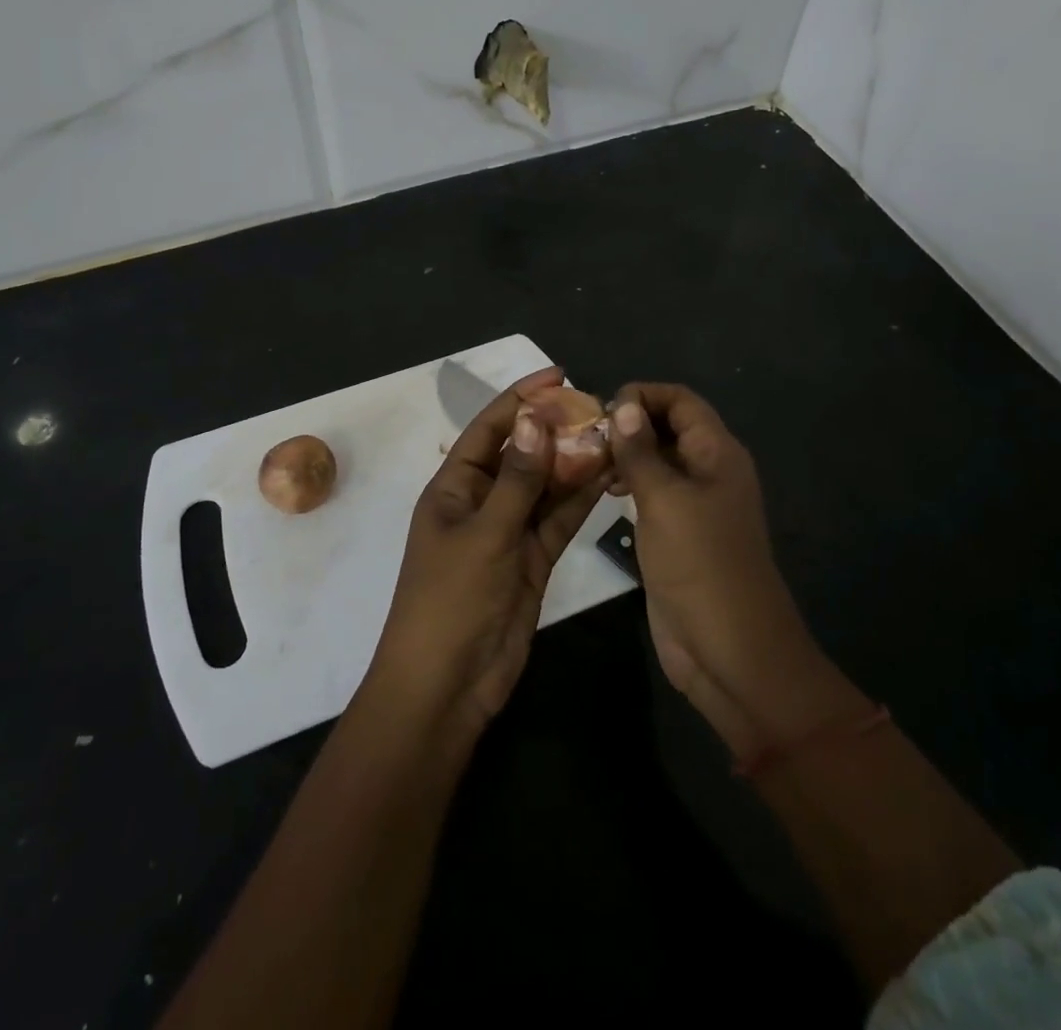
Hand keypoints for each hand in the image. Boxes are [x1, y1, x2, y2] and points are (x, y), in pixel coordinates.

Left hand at [369, 366, 608, 738]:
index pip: (490, 429)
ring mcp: (509, 532)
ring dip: (575, 462)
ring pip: (546, 486)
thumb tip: (537, 419)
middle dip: (556, 430)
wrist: (448, 686)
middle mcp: (482, 501)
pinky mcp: (532, 559)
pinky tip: (608, 475)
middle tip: (600, 408)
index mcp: (454, 487)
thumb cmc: (451, 601)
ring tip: (613, 435)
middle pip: (523, 454)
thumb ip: (517, 479)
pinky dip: (580, 499)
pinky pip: (558, 519)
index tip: (559, 375)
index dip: (522, 399)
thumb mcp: (484, 535)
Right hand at [607, 383, 844, 758]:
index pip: (681, 401)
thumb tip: (624, 405)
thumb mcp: (665, 501)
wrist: (730, 651)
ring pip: (658, 460)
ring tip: (586, 459)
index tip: (602, 408)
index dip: (644, 394)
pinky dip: (629, 483)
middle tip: (583, 434)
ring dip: (626, 453)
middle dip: (630, 423)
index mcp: (717, 454)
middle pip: (669, 427)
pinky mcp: (679, 534)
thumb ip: (641, 451)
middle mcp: (709, 471)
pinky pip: (653, 493)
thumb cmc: (701, 565)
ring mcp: (694, 505)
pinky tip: (602, 490)